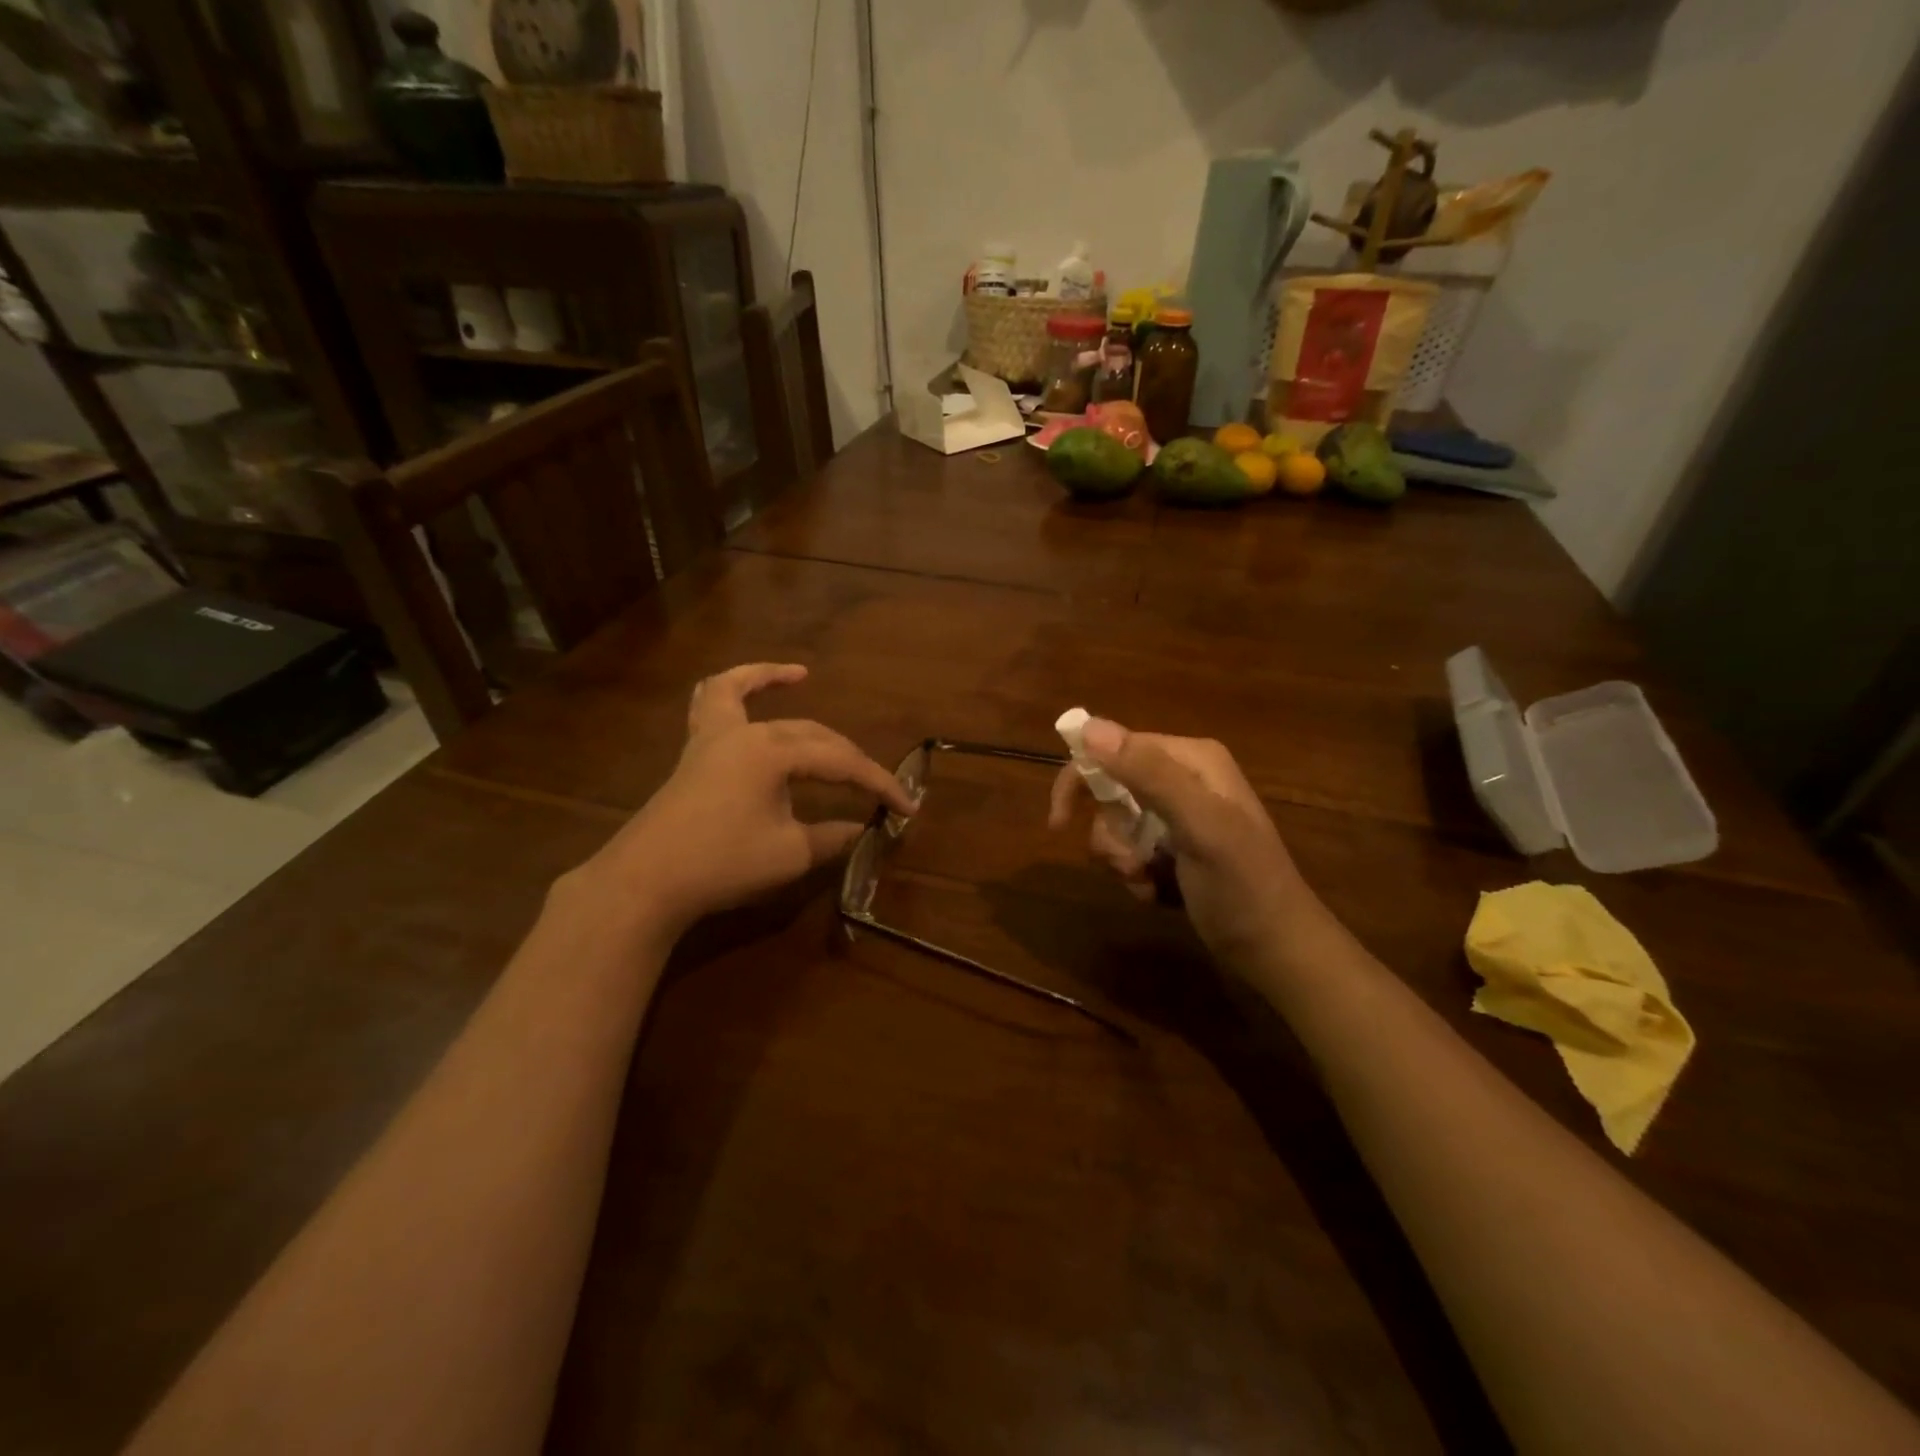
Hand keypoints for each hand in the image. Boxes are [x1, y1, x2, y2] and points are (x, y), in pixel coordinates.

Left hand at [578, 664, 913, 934]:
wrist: (646, 882)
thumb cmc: (722, 864)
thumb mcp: (790, 853)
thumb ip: (831, 837)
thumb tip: (863, 830)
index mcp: (773, 752)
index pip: (841, 763)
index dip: (878, 784)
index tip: (907, 807)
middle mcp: (745, 732)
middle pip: (810, 735)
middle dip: (848, 758)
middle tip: (877, 788)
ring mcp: (713, 738)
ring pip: (743, 693)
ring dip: (769, 679)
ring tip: (799, 674)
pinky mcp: (694, 754)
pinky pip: (709, 706)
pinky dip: (729, 690)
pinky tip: (740, 692)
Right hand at [1047, 718, 1315, 970]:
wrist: (1277, 951)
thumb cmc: (1242, 886)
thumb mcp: (1200, 826)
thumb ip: (1149, 774)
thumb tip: (1088, 727)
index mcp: (1191, 759)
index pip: (1113, 748)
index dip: (1080, 780)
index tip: (1058, 822)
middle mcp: (1183, 778)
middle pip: (1110, 789)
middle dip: (1110, 832)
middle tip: (1126, 862)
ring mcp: (1179, 814)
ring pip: (1115, 824)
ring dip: (1121, 858)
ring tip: (1148, 881)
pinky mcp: (1176, 847)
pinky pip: (1130, 849)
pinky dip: (1135, 873)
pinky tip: (1156, 892)